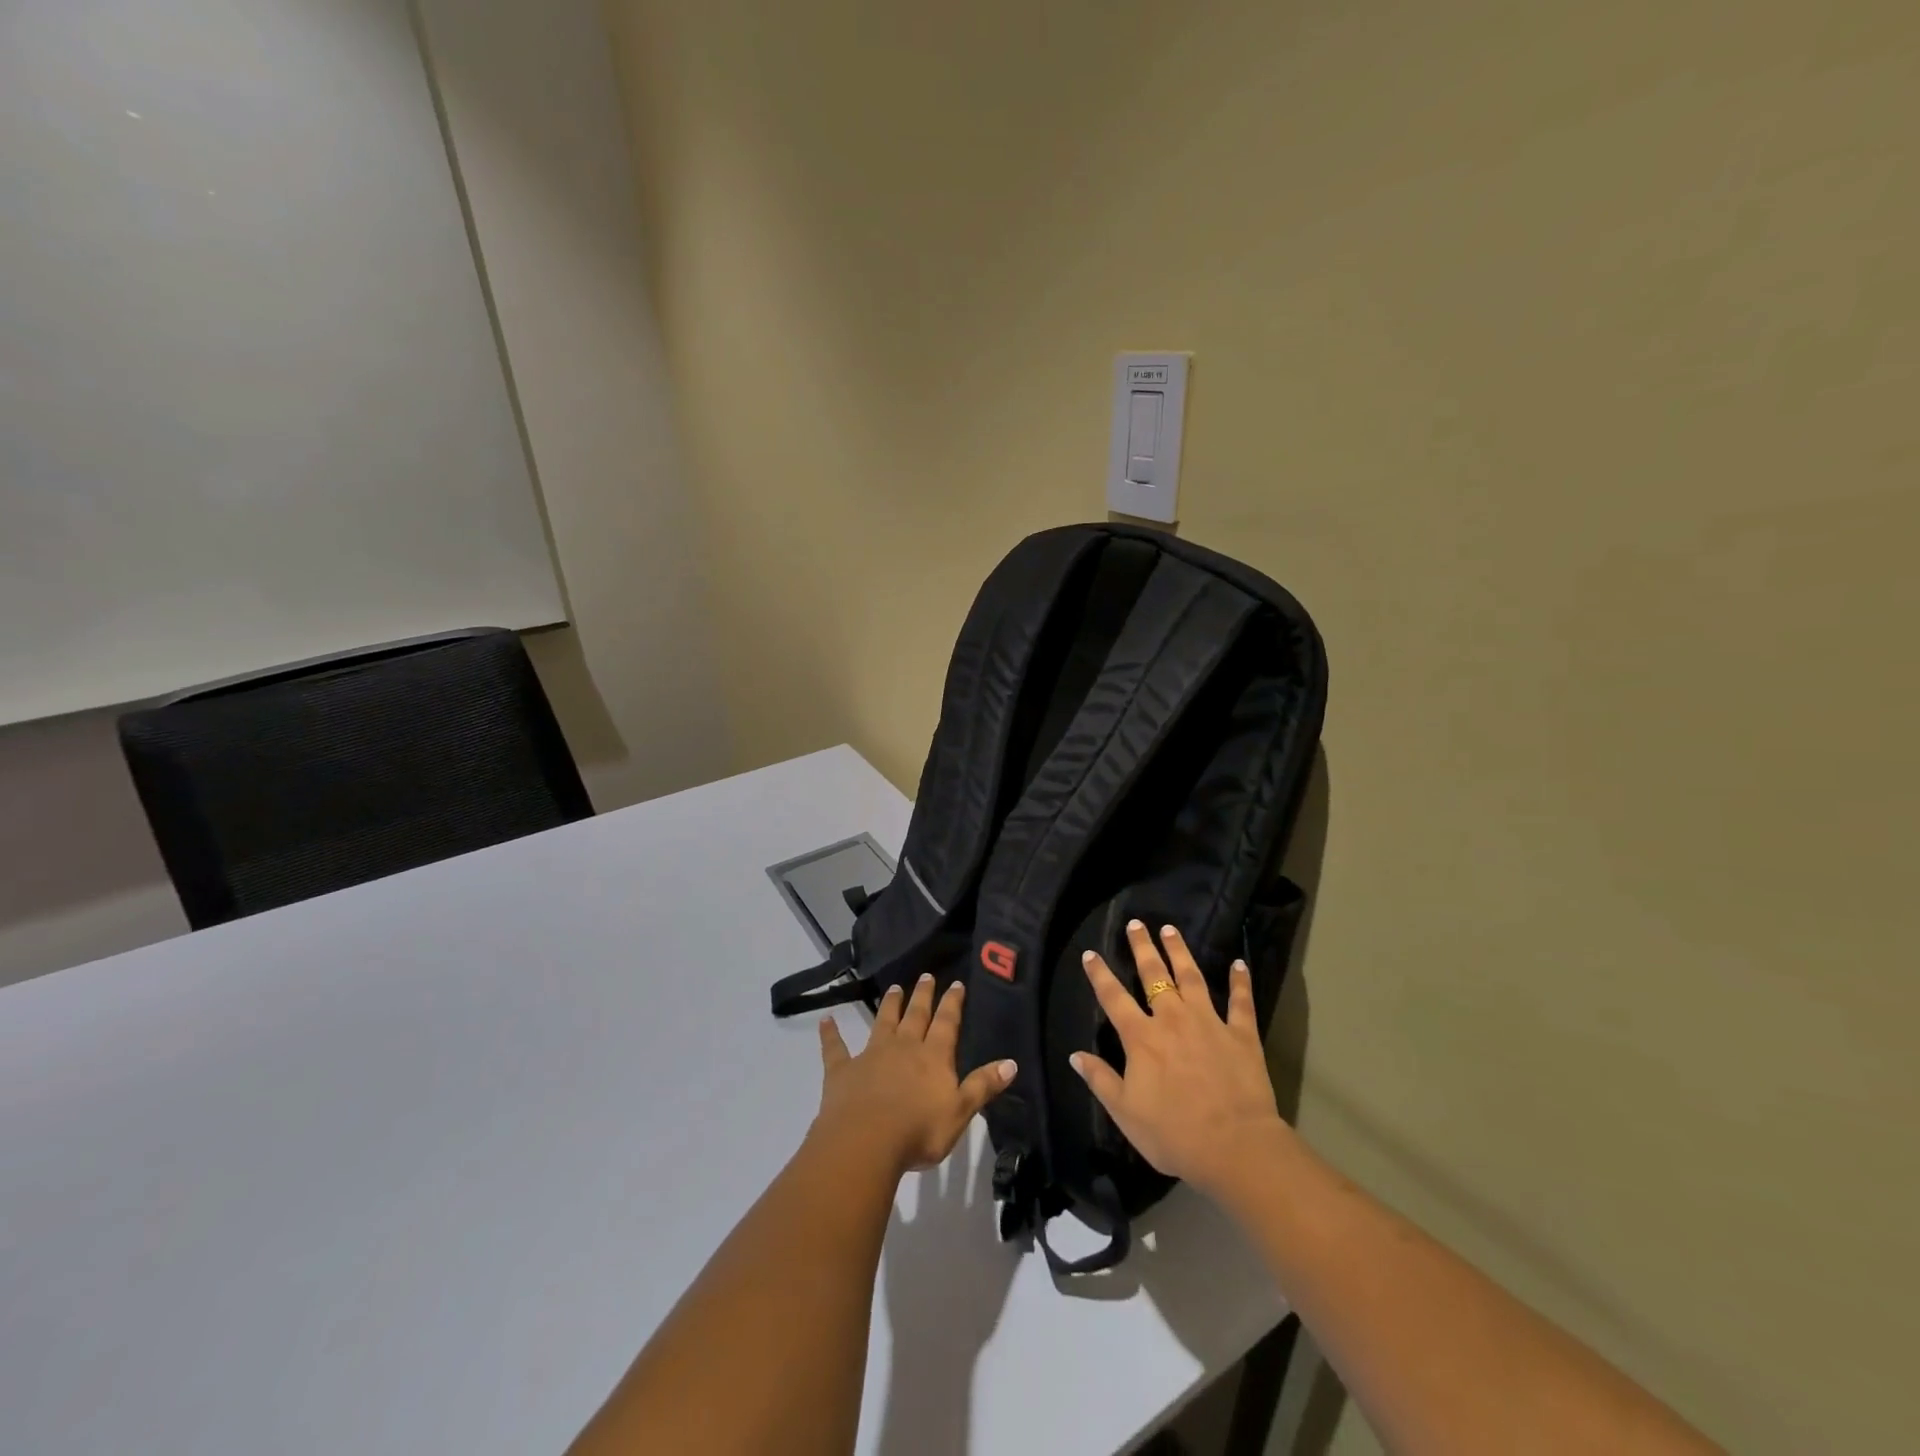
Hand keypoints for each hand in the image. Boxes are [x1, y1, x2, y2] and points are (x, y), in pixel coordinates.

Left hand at [814, 975, 1015, 1178]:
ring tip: (894, 988)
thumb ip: (983, 1086)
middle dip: (923, 996)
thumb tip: (1012, 1062)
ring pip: (883, 1022)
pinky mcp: (843, 1070)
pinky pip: (836, 1048)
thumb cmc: (919, 1131)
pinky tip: (826, 1020)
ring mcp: (871, 1055)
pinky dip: (831, 1034)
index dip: (952, 1003)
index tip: (955, 983)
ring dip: (889, 1005)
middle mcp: (904, 1047)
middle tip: (925, 976)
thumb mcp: (960, 1111)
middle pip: (916, 1015)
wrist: (866, 1142)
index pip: (947, 1023)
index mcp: (933, 1056)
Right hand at [1071, 920, 1292, 1198]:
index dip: (1100, 974)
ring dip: (1180, 952)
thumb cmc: (1174, 1134)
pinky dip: (1240, 982)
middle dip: (1143, 948)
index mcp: (1141, 1038)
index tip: (1090, 953)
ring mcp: (1209, 1023)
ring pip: (1192, 978)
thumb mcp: (1125, 1113)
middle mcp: (1172, 1019)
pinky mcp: (1241, 1035)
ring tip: (1171, 929)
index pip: (1114, 998)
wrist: (1234, 1147)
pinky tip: (1239, 963)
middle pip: (1154, 975)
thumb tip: (1074, 1055)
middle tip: (1136, 924)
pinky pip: (1241, 1002)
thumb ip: (1100, 1080)